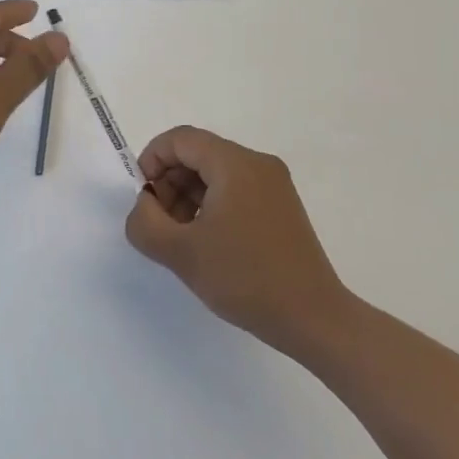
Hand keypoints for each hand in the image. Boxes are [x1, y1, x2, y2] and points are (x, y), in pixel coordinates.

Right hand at [125, 126, 353, 358]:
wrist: (314, 319)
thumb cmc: (245, 278)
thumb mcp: (180, 253)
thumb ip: (145, 222)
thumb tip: (145, 206)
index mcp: (234, 164)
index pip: (180, 139)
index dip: (152, 160)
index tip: (143, 198)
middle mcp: (257, 163)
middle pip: (198, 153)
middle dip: (170, 182)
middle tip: (160, 223)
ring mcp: (274, 184)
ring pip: (215, 173)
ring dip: (188, 196)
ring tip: (183, 238)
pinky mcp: (282, 206)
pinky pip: (235, 189)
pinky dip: (212, 205)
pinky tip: (208, 242)